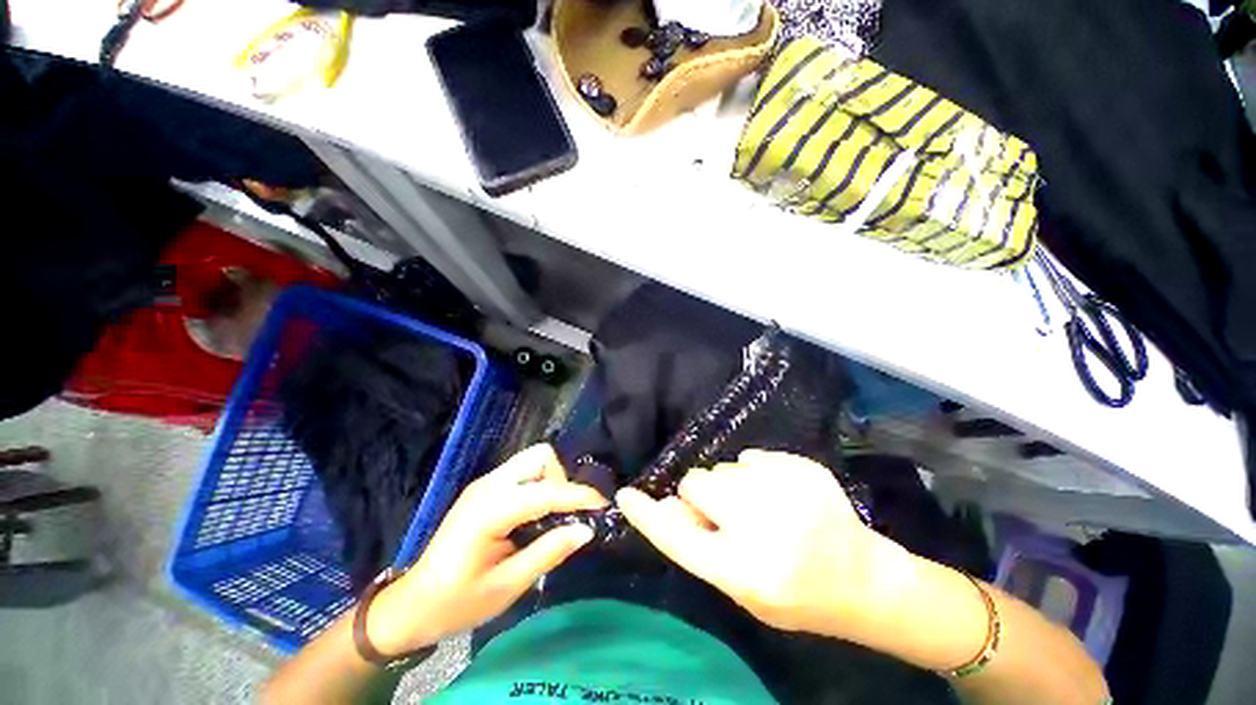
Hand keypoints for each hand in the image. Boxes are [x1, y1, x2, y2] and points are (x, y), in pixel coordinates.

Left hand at [366, 444, 606, 656]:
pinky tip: (538, 513)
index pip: (546, 491)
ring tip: (555, 513)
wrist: (414, 604)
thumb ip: (549, 552)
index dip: (579, 495)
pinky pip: (523, 472)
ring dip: (552, 479)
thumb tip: (586, 530)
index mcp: (490, 509)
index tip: (603, 505)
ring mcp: (485, 483)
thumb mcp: (507, 586)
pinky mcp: (486, 488)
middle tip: (567, 512)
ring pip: (533, 459)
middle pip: (540, 456)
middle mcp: (489, 485)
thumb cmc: (458, 602)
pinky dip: (540, 484)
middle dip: (562, 479)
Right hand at [617, 450, 921, 642]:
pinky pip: (751, 457)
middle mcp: (762, 527)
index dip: (647, 516)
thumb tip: (668, 506)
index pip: (678, 539)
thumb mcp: (742, 590)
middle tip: (725, 513)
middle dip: (701, 495)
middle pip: (698, 483)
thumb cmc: (798, 596)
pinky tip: (782, 496)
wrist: (865, 580)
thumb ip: (701, 548)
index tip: (626, 495)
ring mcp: (786, 491)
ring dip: (730, 485)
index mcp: (745, 571)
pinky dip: (756, 474)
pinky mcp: (802, 467)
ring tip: (761, 507)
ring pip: (723, 467)